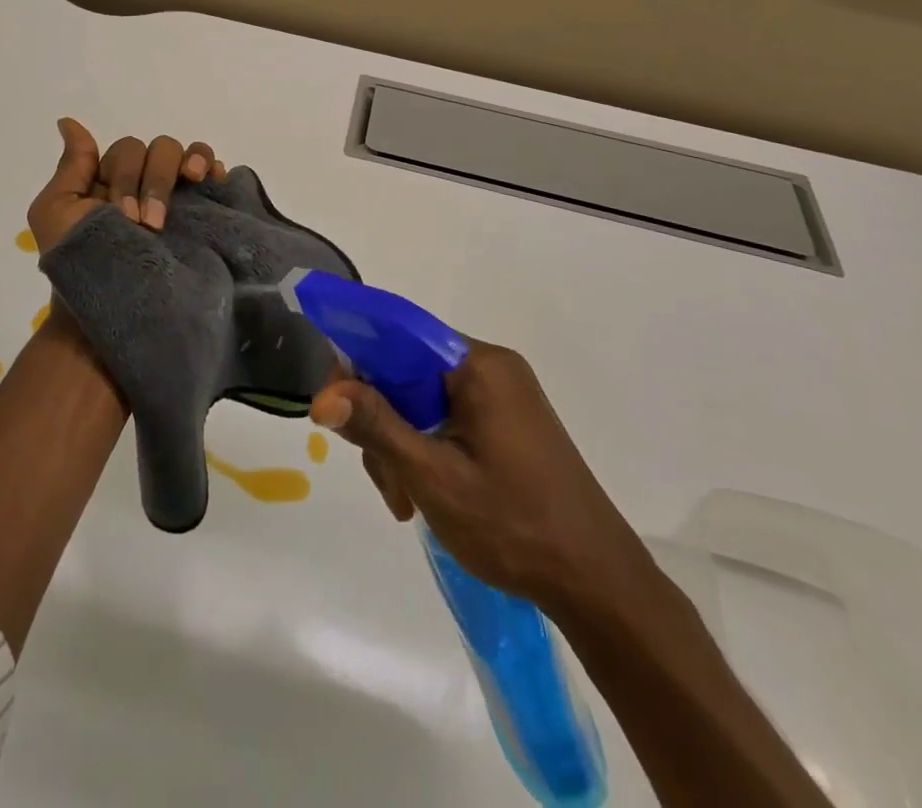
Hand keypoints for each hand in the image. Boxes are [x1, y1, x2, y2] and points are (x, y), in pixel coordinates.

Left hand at [25, 117, 225, 250]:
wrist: (111, 311)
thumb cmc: (78, 264)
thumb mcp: (56, 213)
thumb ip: (71, 167)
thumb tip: (68, 121)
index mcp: (112, 180)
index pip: (127, 150)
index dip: (126, 176)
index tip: (122, 215)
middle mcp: (145, 183)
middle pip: (159, 149)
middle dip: (153, 181)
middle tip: (148, 224)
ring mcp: (176, 198)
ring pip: (186, 154)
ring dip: (186, 165)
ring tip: (192, 182)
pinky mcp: (200, 213)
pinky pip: (212, 173)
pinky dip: (214, 166)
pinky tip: (214, 178)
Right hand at [311, 341, 654, 617]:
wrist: (599, 586)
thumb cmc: (514, 526)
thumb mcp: (433, 477)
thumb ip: (376, 427)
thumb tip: (322, 396)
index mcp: (479, 365)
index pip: (398, 335)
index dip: (357, 362)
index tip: (333, 407)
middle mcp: (491, 367)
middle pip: (407, 370)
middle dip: (382, 420)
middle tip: (384, 479)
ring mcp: (502, 394)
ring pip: (422, 397)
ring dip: (401, 443)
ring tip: (404, 500)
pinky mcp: (506, 421)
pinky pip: (446, 415)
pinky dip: (425, 447)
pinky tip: (421, 492)